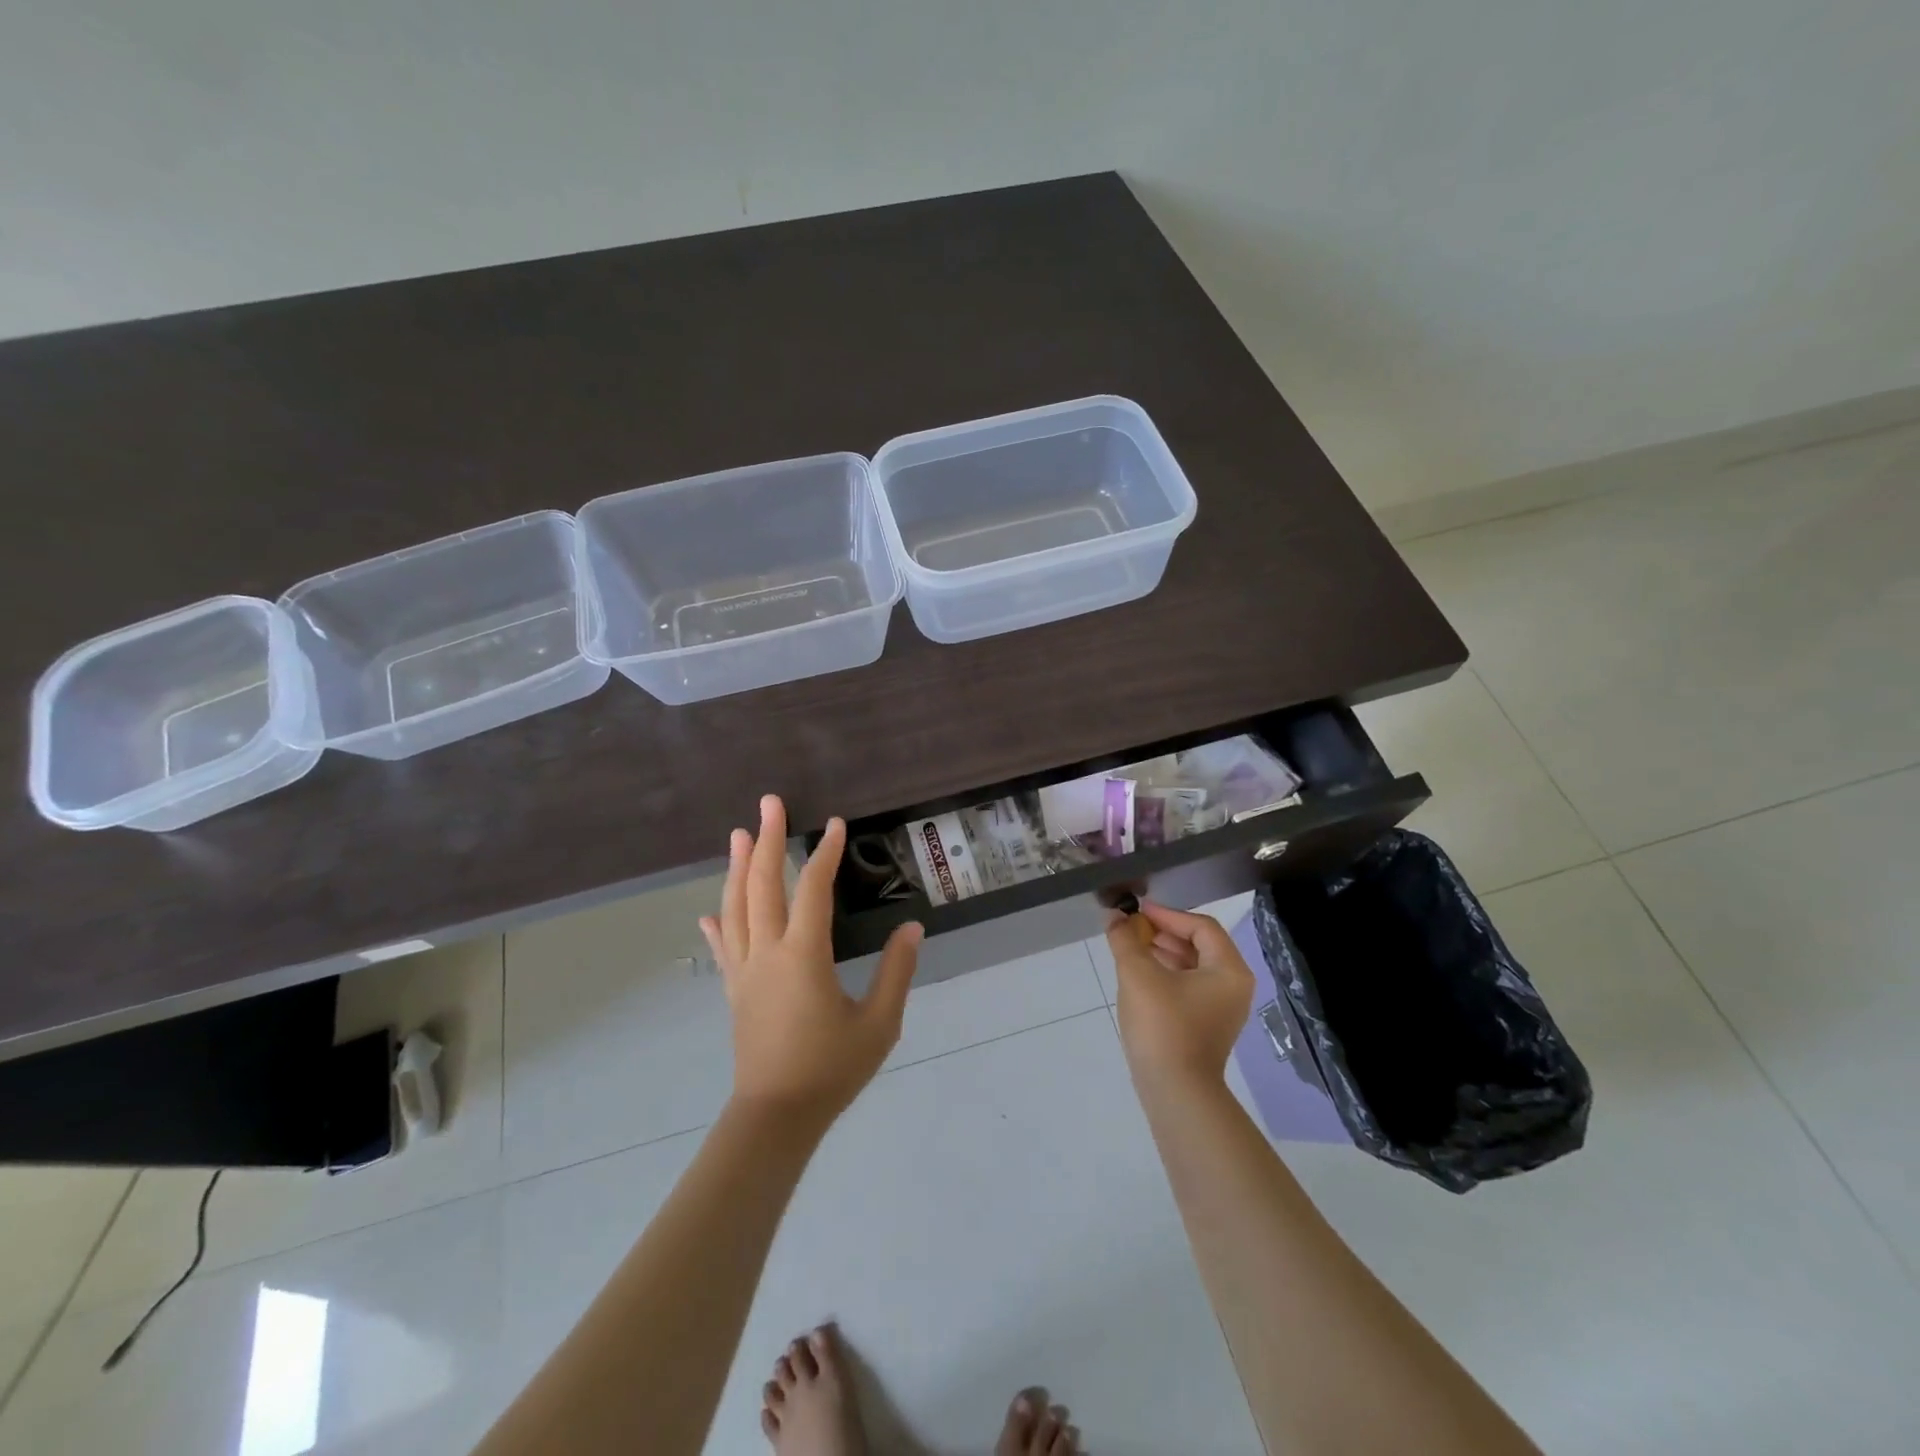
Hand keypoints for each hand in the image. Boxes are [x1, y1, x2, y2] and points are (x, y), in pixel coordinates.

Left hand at [700, 795, 922, 1128]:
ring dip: (739, 869)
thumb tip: (912, 928)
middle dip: (767, 840)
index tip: (835, 825)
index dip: (824, 854)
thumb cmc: (831, 1069)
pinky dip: (717, 925)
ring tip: (740, 836)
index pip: (813, 891)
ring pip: (736, 908)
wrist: (776, 1117)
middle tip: (769, 804)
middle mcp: (767, 953)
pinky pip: (723, 949)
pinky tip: (709, 913)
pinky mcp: (735, 992)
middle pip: (763, 885)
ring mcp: (744, 971)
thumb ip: (896, 971)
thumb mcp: (879, 1023)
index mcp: (803, 956)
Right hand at [1107, 900, 1254, 1090]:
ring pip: (1192, 967)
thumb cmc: (1162, 1025)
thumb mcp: (1138, 974)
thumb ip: (1124, 939)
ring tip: (1130, 948)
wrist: (1175, 1092)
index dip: (1167, 915)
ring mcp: (1222, 1009)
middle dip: (1162, 933)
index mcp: (1229, 970)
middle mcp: (1233, 986)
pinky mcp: (1206, 1025)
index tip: (1136, 911)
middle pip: (1199, 945)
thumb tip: (1114, 915)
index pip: (1201, 927)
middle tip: (1130, 928)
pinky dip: (1165, 975)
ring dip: (1162, 953)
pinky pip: (1188, 987)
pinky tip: (1139, 976)